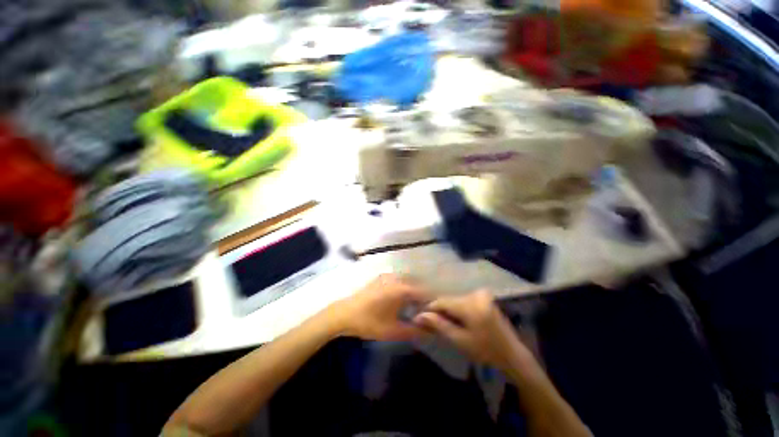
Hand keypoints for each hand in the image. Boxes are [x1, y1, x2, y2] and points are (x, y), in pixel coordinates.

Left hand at [329, 274, 429, 340]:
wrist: (344, 313)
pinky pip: (399, 279)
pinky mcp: (381, 277)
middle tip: (424, 312)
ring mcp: (388, 275)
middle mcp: (398, 278)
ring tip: (413, 306)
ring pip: (408, 281)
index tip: (434, 314)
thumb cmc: (369, 322)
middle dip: (423, 297)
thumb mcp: (393, 331)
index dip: (431, 304)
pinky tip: (400, 298)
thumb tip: (430, 331)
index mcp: (402, 289)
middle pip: (417, 285)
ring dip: (413, 291)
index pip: (425, 293)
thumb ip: (414, 331)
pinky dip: (404, 286)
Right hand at [413, 290, 533, 371]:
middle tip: (433, 324)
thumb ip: (439, 325)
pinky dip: (459, 309)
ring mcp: (481, 294)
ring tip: (446, 324)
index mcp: (470, 305)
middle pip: (449, 300)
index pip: (442, 301)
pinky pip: (464, 300)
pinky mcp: (485, 297)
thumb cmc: (485, 351)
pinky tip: (459, 320)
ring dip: (449, 310)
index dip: (431, 309)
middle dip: (441, 311)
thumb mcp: (460, 340)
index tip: (422, 319)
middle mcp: (475, 295)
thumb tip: (419, 316)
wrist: (512, 355)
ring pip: (456, 300)